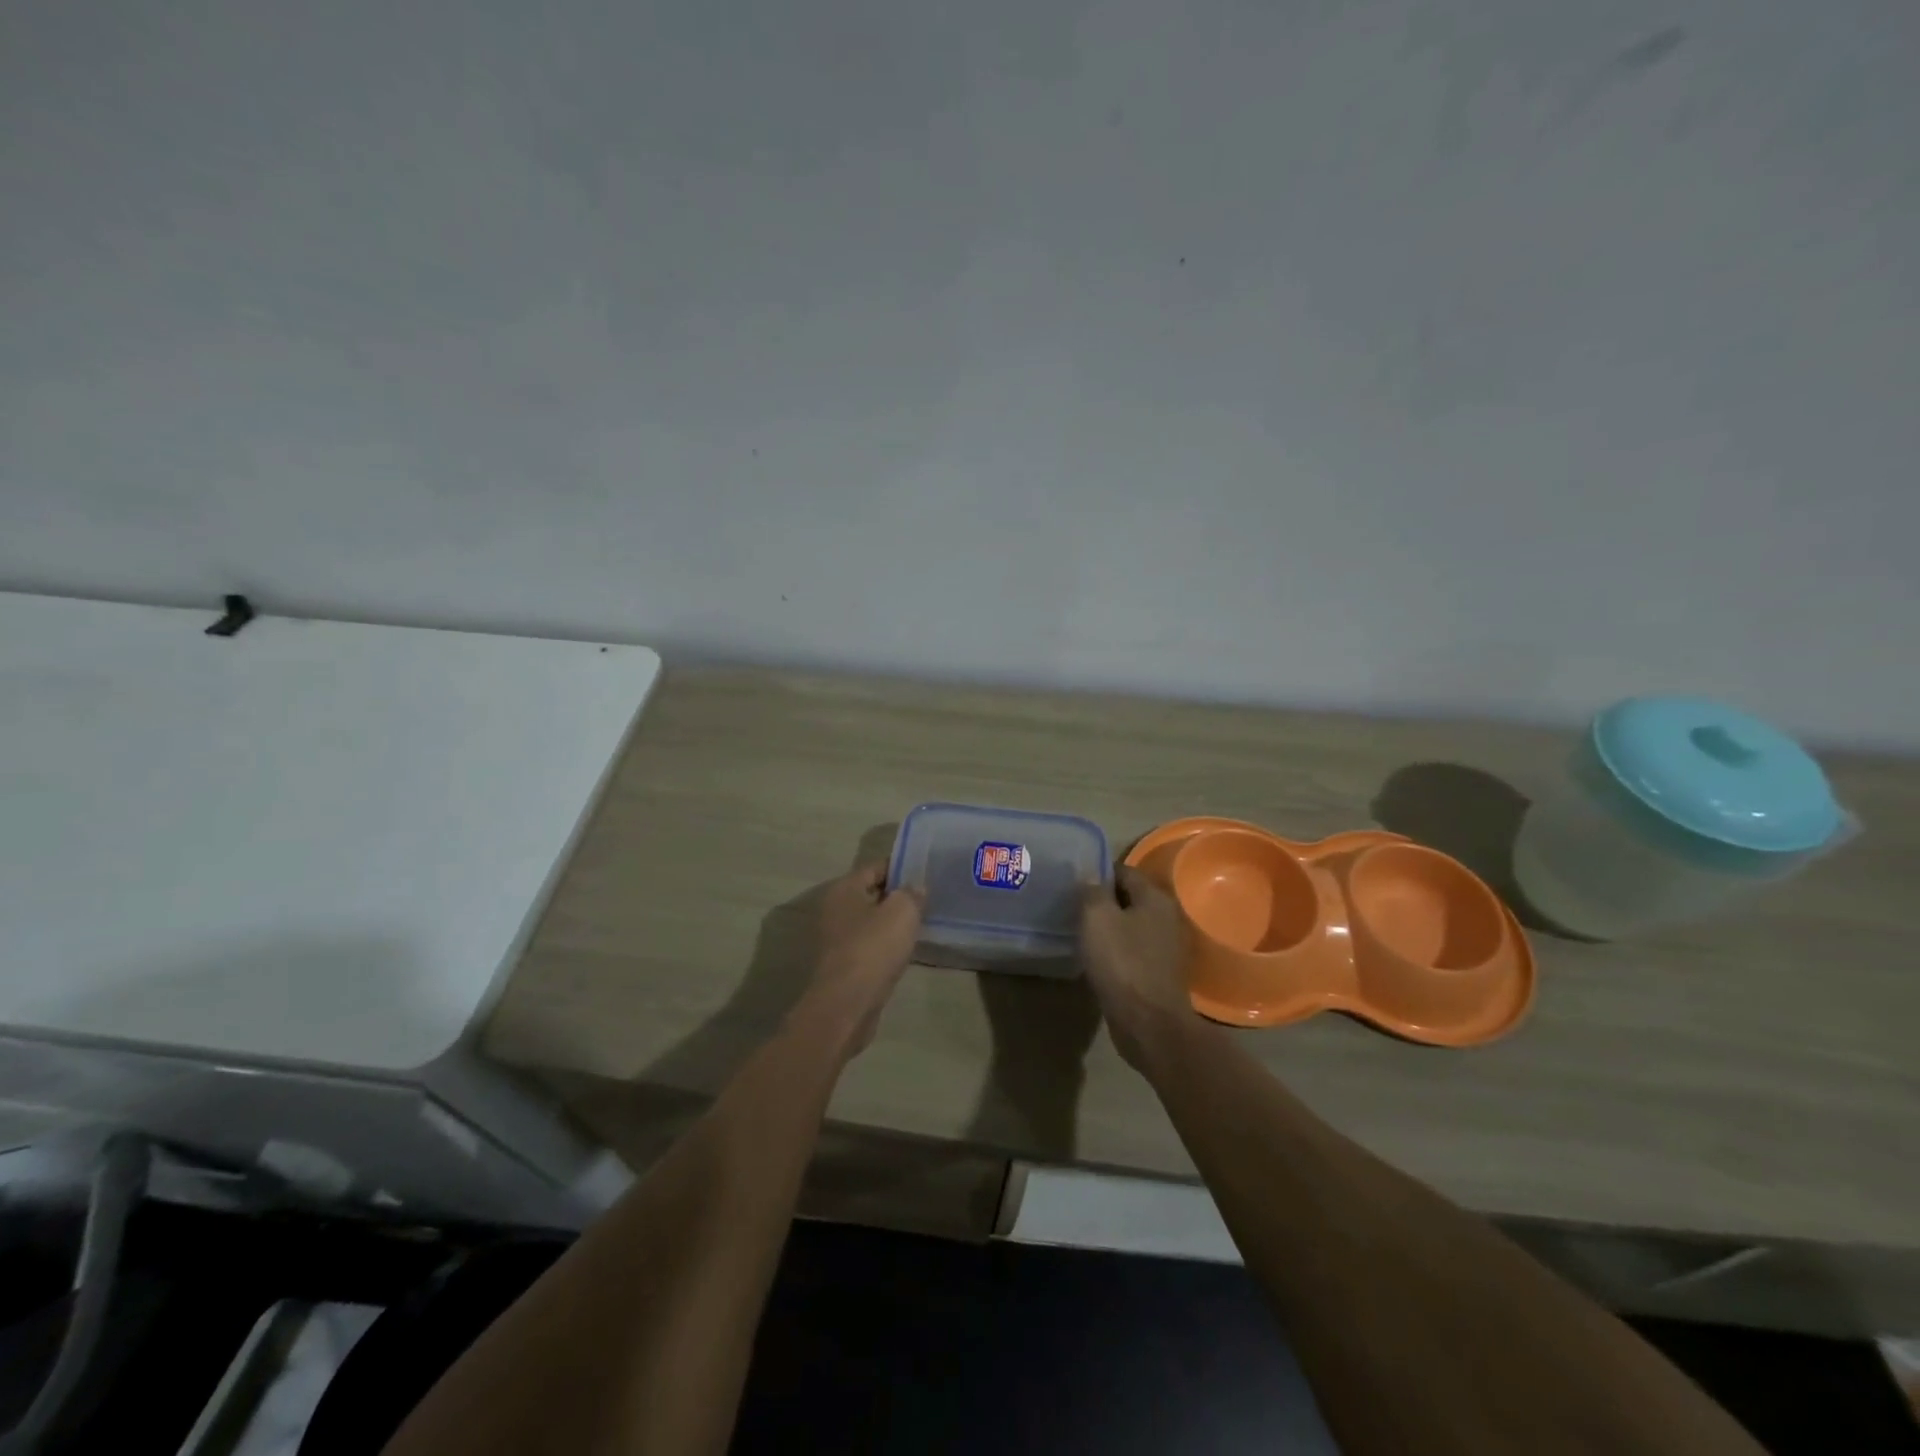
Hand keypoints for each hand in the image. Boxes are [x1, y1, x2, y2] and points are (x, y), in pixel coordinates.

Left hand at [794, 863, 924, 1060]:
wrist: (847, 1004)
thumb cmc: (873, 948)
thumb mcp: (902, 911)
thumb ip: (911, 893)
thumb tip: (914, 888)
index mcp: (844, 889)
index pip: (876, 867)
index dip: (901, 868)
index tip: (925, 874)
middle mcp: (835, 909)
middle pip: (871, 894)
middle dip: (897, 897)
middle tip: (927, 900)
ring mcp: (836, 939)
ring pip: (870, 922)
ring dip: (891, 924)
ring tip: (920, 925)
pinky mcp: (843, 965)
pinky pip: (869, 946)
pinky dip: (885, 946)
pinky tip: (904, 951)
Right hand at [1079, 865, 1193, 1069]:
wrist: (1149, 1023)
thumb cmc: (1122, 963)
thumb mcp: (1097, 917)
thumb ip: (1092, 890)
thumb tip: (1090, 876)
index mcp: (1155, 898)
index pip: (1124, 871)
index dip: (1098, 873)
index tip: (1073, 883)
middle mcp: (1166, 917)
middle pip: (1129, 898)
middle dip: (1103, 901)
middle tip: (1073, 907)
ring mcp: (1166, 947)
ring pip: (1131, 926)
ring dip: (1109, 928)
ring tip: (1080, 933)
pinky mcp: (1159, 973)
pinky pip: (1133, 951)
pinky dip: (1116, 951)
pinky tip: (1096, 959)